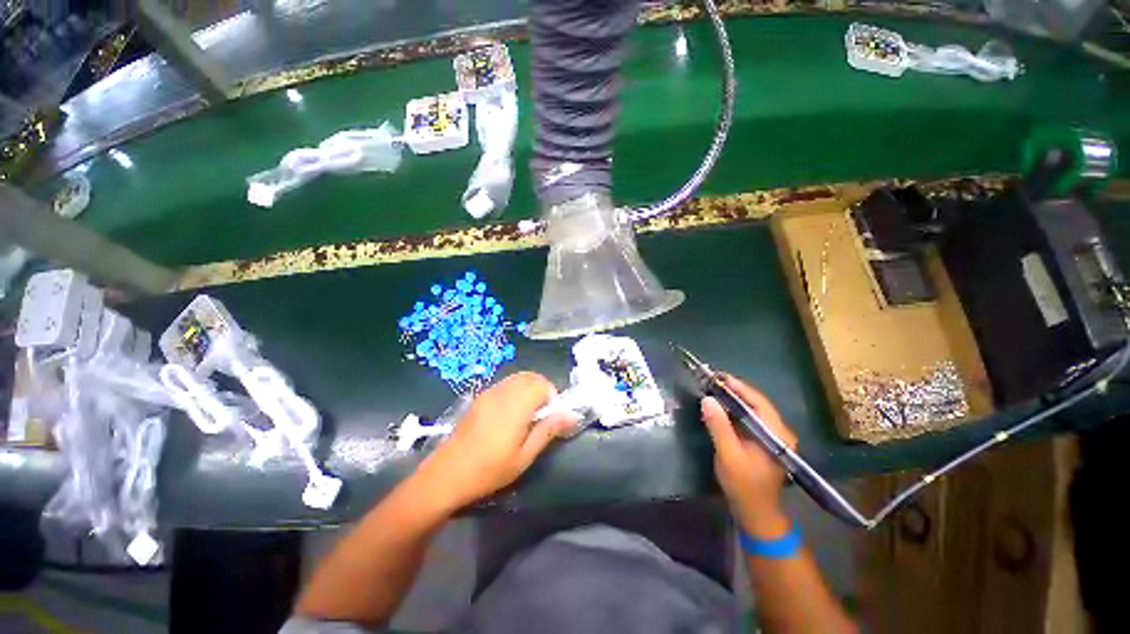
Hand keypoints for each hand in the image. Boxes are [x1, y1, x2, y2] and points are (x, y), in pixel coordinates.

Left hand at [418, 372, 576, 510]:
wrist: (446, 475)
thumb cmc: (489, 470)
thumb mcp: (525, 456)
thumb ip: (549, 430)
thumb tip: (572, 415)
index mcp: (516, 405)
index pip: (542, 384)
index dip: (552, 396)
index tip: (550, 417)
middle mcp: (503, 392)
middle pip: (530, 376)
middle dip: (542, 390)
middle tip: (541, 415)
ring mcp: (489, 393)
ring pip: (518, 378)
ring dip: (529, 389)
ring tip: (526, 415)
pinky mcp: (480, 397)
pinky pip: (505, 384)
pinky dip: (515, 390)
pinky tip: (509, 414)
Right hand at [701, 375, 797, 538]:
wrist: (757, 513)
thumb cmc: (744, 486)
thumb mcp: (728, 455)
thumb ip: (719, 427)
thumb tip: (708, 400)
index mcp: (777, 435)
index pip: (759, 402)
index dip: (739, 387)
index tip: (719, 377)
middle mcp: (780, 432)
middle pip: (757, 404)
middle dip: (735, 391)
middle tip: (712, 381)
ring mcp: (773, 437)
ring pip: (753, 410)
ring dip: (734, 400)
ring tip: (714, 390)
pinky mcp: (765, 442)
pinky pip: (750, 419)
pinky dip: (735, 411)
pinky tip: (721, 409)